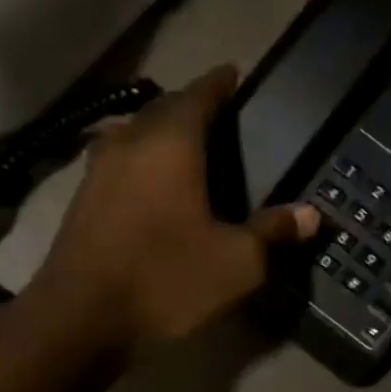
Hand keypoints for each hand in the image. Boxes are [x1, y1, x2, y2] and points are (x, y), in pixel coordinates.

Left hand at [34, 66, 319, 347]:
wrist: (79, 319)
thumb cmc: (165, 279)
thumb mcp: (236, 263)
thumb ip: (273, 232)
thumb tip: (311, 215)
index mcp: (171, 142)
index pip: (199, 94)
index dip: (219, 82)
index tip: (234, 73)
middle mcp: (131, 142)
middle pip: (163, 108)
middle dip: (190, 104)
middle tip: (218, 114)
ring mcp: (98, 168)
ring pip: (135, 131)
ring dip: (160, 129)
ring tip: (186, 144)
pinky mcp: (81, 197)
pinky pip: (118, 158)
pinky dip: (140, 157)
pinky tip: (150, 181)